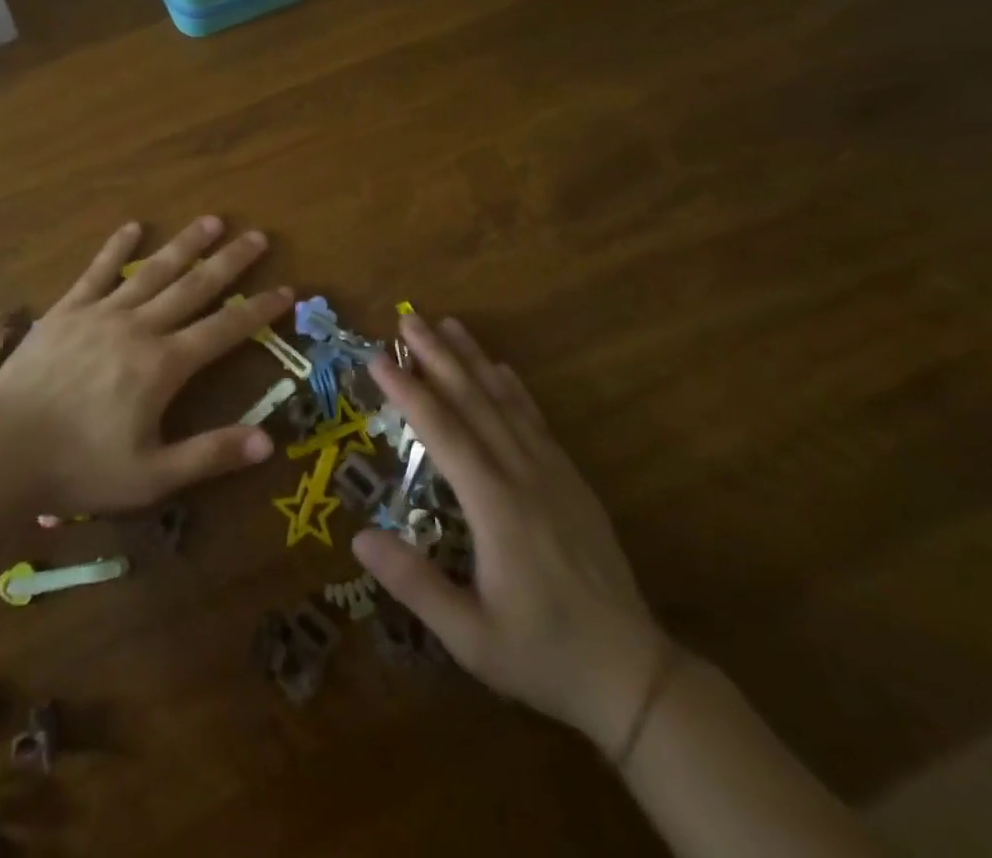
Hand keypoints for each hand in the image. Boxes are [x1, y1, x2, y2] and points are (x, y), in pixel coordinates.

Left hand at [0, 217, 292, 513]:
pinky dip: (117, 248)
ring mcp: (101, 313)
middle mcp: (139, 327)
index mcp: (164, 365)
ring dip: (185, 244)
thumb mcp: (151, 476)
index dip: (258, 310)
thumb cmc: (79, 467)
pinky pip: (98, 271)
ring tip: (211, 220)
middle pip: (194, 287)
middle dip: (229, 262)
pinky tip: (133, 228)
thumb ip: (209, 455)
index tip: (286, 289)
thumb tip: (268, 442)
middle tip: (257, 236)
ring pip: (153, 271)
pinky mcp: (67, 310)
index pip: (224, 329)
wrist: (1, 450)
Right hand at [353, 315, 666, 752]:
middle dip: (438, 356)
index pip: (443, 433)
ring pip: (506, 402)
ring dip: (474, 360)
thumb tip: (359, 535)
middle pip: (474, 402)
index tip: (378, 357)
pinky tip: (501, 368)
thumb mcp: (470, 636)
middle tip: (408, 318)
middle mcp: (523, 475)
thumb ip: (415, 584)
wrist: (632, 673)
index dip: (409, 391)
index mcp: (496, 507)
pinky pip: (536, 421)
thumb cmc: (542, 654)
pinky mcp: (570, 481)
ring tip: (448, 324)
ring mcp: (552, 473)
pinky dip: (514, 389)